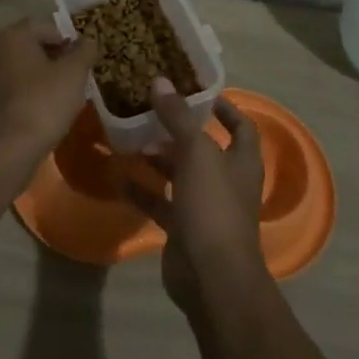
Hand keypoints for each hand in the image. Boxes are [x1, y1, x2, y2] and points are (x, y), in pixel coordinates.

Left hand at [0, 18, 96, 172]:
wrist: (4, 151)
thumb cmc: (42, 103)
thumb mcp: (74, 74)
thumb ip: (84, 51)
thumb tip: (88, 40)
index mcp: (13, 35)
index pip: (46, 26)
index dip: (68, 39)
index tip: (82, 58)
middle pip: (31, 45)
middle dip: (54, 58)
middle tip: (75, 76)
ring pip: (20, 68)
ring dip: (40, 77)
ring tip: (61, 96)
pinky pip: (10, 88)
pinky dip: (26, 93)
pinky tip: (41, 111)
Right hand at [124, 83, 268, 318]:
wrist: (212, 278)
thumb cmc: (214, 206)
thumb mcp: (197, 153)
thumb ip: (178, 116)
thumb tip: (161, 81)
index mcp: (241, 161)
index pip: (241, 126)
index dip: (224, 108)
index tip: (198, 92)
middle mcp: (226, 181)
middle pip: (203, 149)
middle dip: (177, 131)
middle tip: (148, 110)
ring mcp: (204, 207)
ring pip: (178, 175)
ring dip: (156, 158)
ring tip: (128, 137)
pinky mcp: (182, 229)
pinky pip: (160, 202)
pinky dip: (141, 190)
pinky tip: (116, 176)